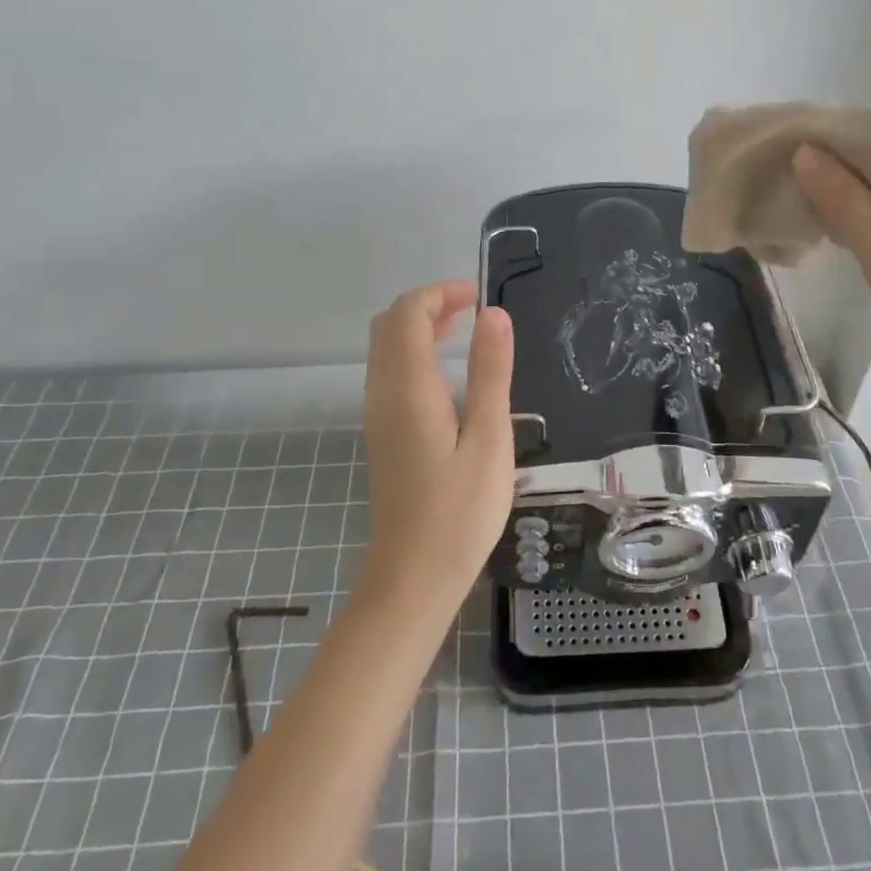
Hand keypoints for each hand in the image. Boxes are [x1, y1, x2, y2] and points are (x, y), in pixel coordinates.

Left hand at [358, 281, 514, 614]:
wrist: (413, 576)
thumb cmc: (460, 510)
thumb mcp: (489, 438)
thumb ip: (490, 372)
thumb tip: (493, 313)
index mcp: (408, 388)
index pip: (408, 314)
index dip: (440, 293)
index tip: (479, 297)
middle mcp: (383, 393)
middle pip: (390, 325)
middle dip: (428, 305)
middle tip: (473, 310)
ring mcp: (377, 414)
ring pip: (386, 349)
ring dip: (420, 328)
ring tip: (466, 331)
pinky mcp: (382, 433)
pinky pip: (390, 372)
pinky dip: (415, 353)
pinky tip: (448, 374)